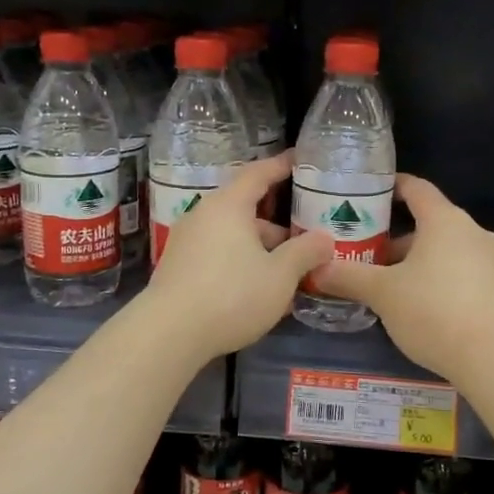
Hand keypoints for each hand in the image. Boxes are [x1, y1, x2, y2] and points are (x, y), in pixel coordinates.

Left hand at [144, 151, 333, 358]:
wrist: (169, 334)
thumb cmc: (232, 295)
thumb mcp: (280, 276)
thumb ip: (305, 253)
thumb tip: (324, 239)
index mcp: (229, 206)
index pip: (258, 174)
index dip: (280, 166)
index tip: (298, 159)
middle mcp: (204, 215)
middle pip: (245, 209)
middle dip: (276, 226)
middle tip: (303, 242)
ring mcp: (186, 242)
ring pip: (232, 237)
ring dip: (259, 251)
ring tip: (286, 276)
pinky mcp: (177, 268)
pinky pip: (217, 255)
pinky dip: (240, 264)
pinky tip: (257, 292)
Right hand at [314, 174, 493, 381]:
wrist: (493, 358)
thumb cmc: (433, 310)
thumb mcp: (382, 293)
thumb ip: (348, 277)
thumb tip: (316, 269)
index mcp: (445, 220)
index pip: (416, 188)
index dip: (390, 186)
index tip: (366, 194)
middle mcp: (472, 232)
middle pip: (428, 222)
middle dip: (394, 236)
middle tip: (363, 252)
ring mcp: (489, 260)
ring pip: (443, 249)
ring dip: (414, 260)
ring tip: (384, 283)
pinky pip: (459, 270)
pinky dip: (435, 277)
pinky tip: (415, 304)